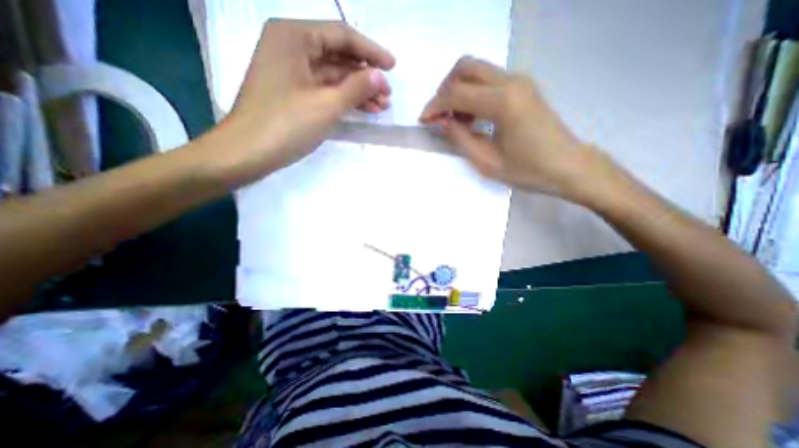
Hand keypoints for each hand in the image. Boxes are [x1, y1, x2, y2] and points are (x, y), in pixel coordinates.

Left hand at [204, 19, 394, 185]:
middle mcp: (291, 47)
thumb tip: (380, 76)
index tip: (393, 67)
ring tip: (381, 106)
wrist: (247, 153)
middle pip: (339, 56)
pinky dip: (344, 99)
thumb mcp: (327, 104)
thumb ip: (357, 87)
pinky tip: (363, 109)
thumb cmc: (286, 124)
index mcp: (294, 37)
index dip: (371, 52)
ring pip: (334, 76)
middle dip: (366, 76)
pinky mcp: (293, 93)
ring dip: (358, 90)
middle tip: (388, 94)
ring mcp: (291, 72)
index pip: (342, 36)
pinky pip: (324, 90)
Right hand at [419, 57, 613, 200]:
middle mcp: (512, 82)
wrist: (568, 166)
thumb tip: (440, 121)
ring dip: (458, 90)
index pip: (456, 93)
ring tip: (457, 121)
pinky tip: (473, 116)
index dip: (435, 106)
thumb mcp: (486, 161)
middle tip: (440, 116)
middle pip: (465, 67)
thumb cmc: (528, 170)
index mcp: (503, 102)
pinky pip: (488, 79)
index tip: (424, 120)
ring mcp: (520, 81)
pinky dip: (472, 92)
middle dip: (445, 90)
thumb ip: (459, 138)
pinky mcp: (523, 86)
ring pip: (477, 70)